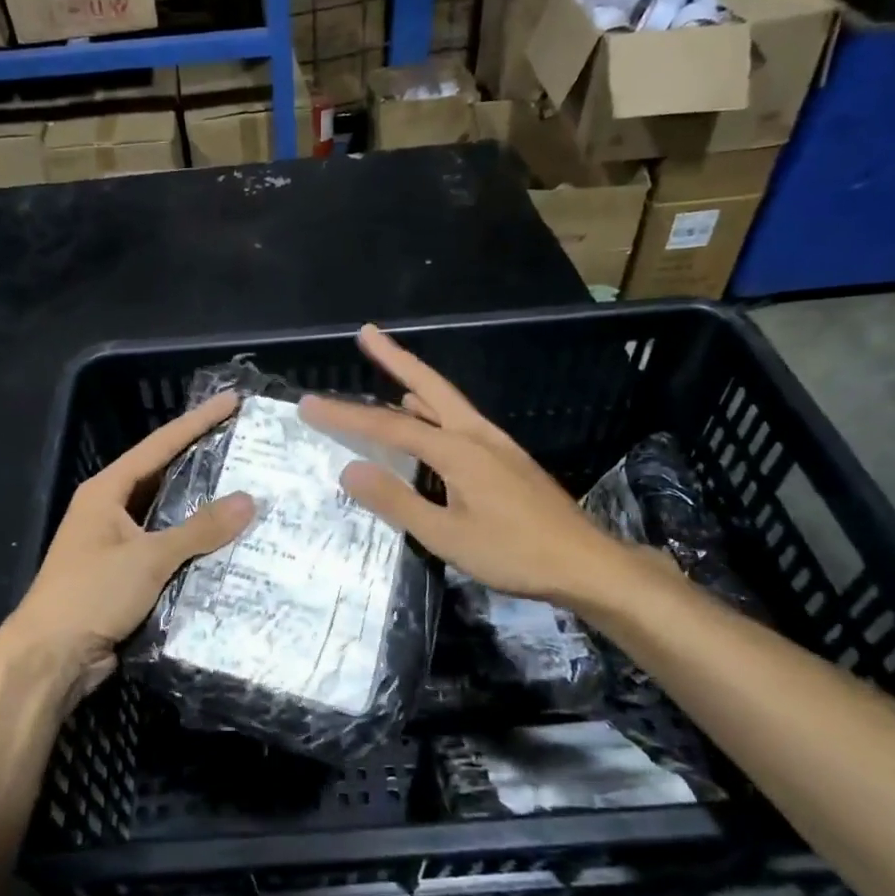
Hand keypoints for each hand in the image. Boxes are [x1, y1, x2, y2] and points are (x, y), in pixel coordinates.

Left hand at [2, 391, 254, 703]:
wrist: (49, 659)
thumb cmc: (91, 594)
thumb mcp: (147, 557)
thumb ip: (199, 529)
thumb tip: (249, 500)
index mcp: (106, 491)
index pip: (160, 445)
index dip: (197, 421)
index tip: (231, 401)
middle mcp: (111, 510)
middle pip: (164, 475)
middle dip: (203, 460)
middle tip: (246, 444)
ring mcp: (117, 543)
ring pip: (168, 514)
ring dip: (202, 506)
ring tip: (248, 490)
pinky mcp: (126, 574)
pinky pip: (168, 548)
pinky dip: (195, 544)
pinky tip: (228, 543)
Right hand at [298, 325, 628, 608]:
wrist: (585, 563)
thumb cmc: (514, 553)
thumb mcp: (446, 536)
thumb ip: (397, 501)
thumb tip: (348, 469)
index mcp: (458, 450)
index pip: (389, 427)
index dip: (346, 416)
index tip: (308, 404)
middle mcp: (476, 434)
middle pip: (429, 386)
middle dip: (395, 358)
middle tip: (367, 332)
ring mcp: (496, 444)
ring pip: (446, 401)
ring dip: (414, 383)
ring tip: (387, 372)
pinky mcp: (506, 459)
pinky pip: (459, 421)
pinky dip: (434, 410)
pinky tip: (427, 421)